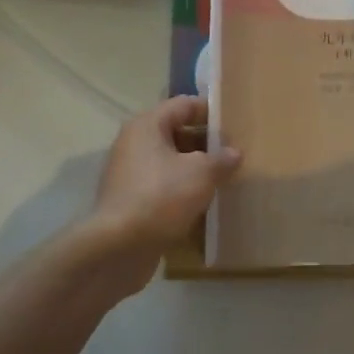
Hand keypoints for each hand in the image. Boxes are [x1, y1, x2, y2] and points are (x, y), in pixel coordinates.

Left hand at [87, 96, 240, 290]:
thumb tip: (234, 153)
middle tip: (234, 154)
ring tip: (224, 179)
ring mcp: (129, 173)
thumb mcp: (201, 174)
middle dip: (206, 143)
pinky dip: (182, 191)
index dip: (211, 112)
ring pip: (170, 162)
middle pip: (176, 132)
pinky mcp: (130, 200)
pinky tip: (203, 203)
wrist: (117, 249)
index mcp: (147, 125)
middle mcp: (134, 143)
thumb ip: (221, 160)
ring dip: (195, 169)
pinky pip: (162, 186)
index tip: (236, 124)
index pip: (184, 104)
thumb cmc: (160, 197)